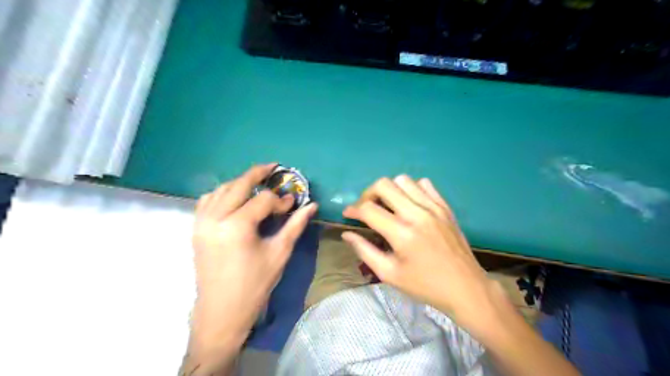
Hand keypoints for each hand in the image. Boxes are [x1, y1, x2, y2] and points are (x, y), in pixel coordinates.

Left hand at [187, 164, 317, 357]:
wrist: (222, 311)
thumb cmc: (255, 284)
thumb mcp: (279, 253)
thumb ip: (295, 225)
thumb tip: (312, 205)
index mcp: (237, 226)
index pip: (263, 200)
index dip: (280, 200)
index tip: (292, 204)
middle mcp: (215, 218)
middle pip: (238, 185)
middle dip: (257, 174)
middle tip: (273, 167)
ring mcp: (201, 223)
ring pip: (221, 189)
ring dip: (239, 182)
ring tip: (256, 182)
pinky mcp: (196, 229)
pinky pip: (207, 201)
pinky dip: (222, 193)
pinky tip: (235, 197)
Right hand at [345, 176, 495, 334]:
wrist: (466, 288)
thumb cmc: (425, 285)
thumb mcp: (390, 274)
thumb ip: (365, 251)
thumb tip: (347, 234)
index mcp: (402, 234)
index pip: (368, 209)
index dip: (353, 209)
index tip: (348, 214)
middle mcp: (417, 214)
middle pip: (384, 185)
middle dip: (368, 194)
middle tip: (366, 208)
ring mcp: (434, 207)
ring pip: (403, 180)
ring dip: (390, 190)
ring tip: (387, 206)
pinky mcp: (445, 207)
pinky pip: (424, 184)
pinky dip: (411, 189)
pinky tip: (409, 204)